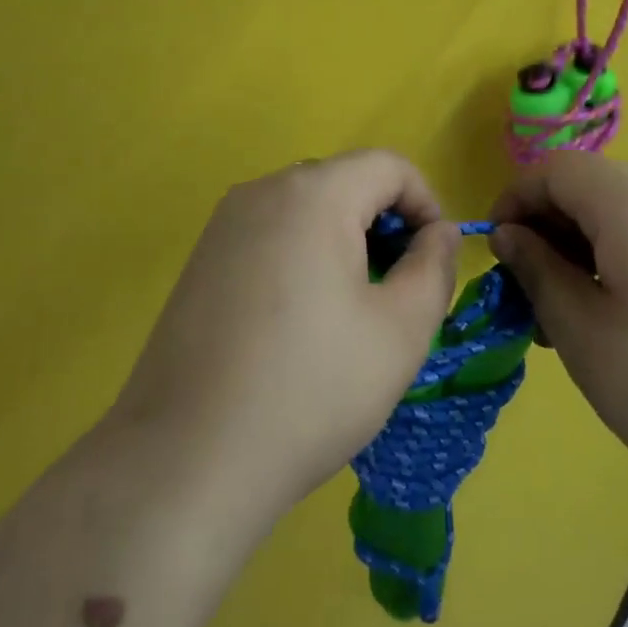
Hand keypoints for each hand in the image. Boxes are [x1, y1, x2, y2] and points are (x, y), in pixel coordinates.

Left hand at [107, 151, 459, 530]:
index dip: (425, 204)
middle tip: (394, 291)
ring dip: (343, 240)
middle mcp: (263, 191)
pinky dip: (302, 255)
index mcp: (314, 195)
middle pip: (345, 182)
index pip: (388, 166)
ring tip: (350, 311)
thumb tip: (439, 232)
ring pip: (307, 208)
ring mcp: (224, 224)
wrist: (188, 460)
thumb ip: (434, 267)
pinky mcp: (202, 258)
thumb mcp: (401, 332)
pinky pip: (271, 233)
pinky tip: (299, 322)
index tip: (432, 261)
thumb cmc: (311, 389)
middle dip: (383, 224)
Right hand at [489, 154, 627, 524]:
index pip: (555, 169)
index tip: (494, 253)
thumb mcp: (584, 334)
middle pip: (588, 188)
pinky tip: (616, 324)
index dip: (514, 200)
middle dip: (546, 229)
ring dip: (579, 251)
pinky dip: (617, 264)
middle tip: (529, 295)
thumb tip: (508, 235)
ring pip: (620, 217)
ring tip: (567, 318)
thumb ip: (538, 273)